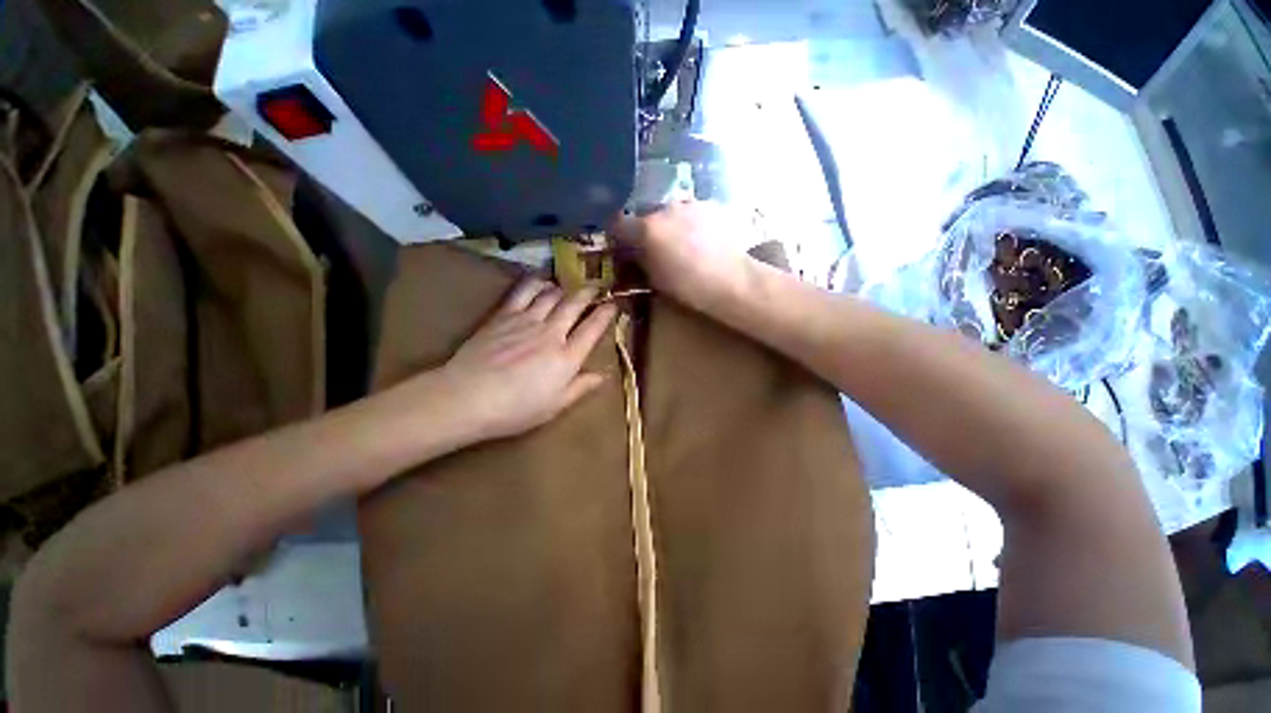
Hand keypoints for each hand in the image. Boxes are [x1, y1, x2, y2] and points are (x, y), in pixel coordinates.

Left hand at [440, 278, 616, 441]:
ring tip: (570, 286)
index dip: (606, 313)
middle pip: (574, 305)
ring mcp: (527, 320)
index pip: (593, 328)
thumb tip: (604, 375)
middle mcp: (551, 333)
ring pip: (552, 294)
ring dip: (565, 287)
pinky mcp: (504, 315)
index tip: (613, 305)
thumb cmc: (515, 409)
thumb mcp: (554, 406)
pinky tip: (542, 281)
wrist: (467, 397)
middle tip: (597, 286)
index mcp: (567, 357)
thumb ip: (581, 387)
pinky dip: (537, 282)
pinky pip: (524, 291)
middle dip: (589, 293)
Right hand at [611, 201, 760, 308]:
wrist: (732, 280)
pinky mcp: (712, 205)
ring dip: (671, 224)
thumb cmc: (689, 287)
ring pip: (672, 212)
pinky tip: (702, 240)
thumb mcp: (656, 279)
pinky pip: (693, 212)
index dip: (618, 235)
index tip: (622, 245)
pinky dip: (692, 223)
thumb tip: (633, 251)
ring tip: (683, 244)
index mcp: (647, 228)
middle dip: (648, 229)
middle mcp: (666, 208)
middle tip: (657, 248)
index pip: (619, 223)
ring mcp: (691, 204)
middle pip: (648, 215)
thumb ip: (640, 259)